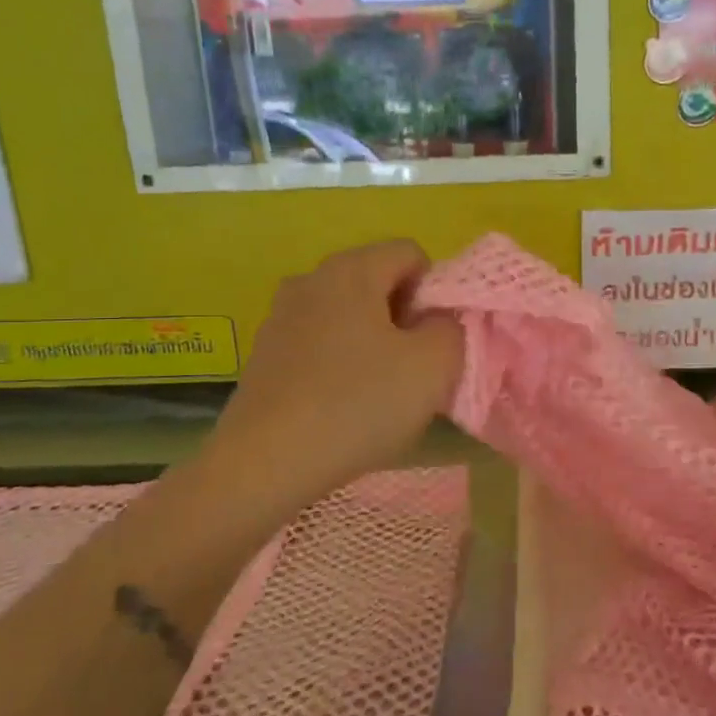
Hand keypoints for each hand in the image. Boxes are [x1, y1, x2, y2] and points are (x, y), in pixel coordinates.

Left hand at [213, 240, 463, 501]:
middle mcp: (311, 279)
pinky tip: (340, 404)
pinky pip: (319, 341)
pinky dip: (339, 361)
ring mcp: (281, 315)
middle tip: (411, 368)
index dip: (433, 292)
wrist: (266, 461)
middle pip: (377, 281)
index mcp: (352, 269)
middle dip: (403, 317)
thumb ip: (451, 328)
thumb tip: (436, 321)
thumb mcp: (434, 365)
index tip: (430, 340)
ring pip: (347, 314)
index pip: (411, 254)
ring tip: (377, 391)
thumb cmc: (359, 404)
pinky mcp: (264, 352)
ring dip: (372, 341)